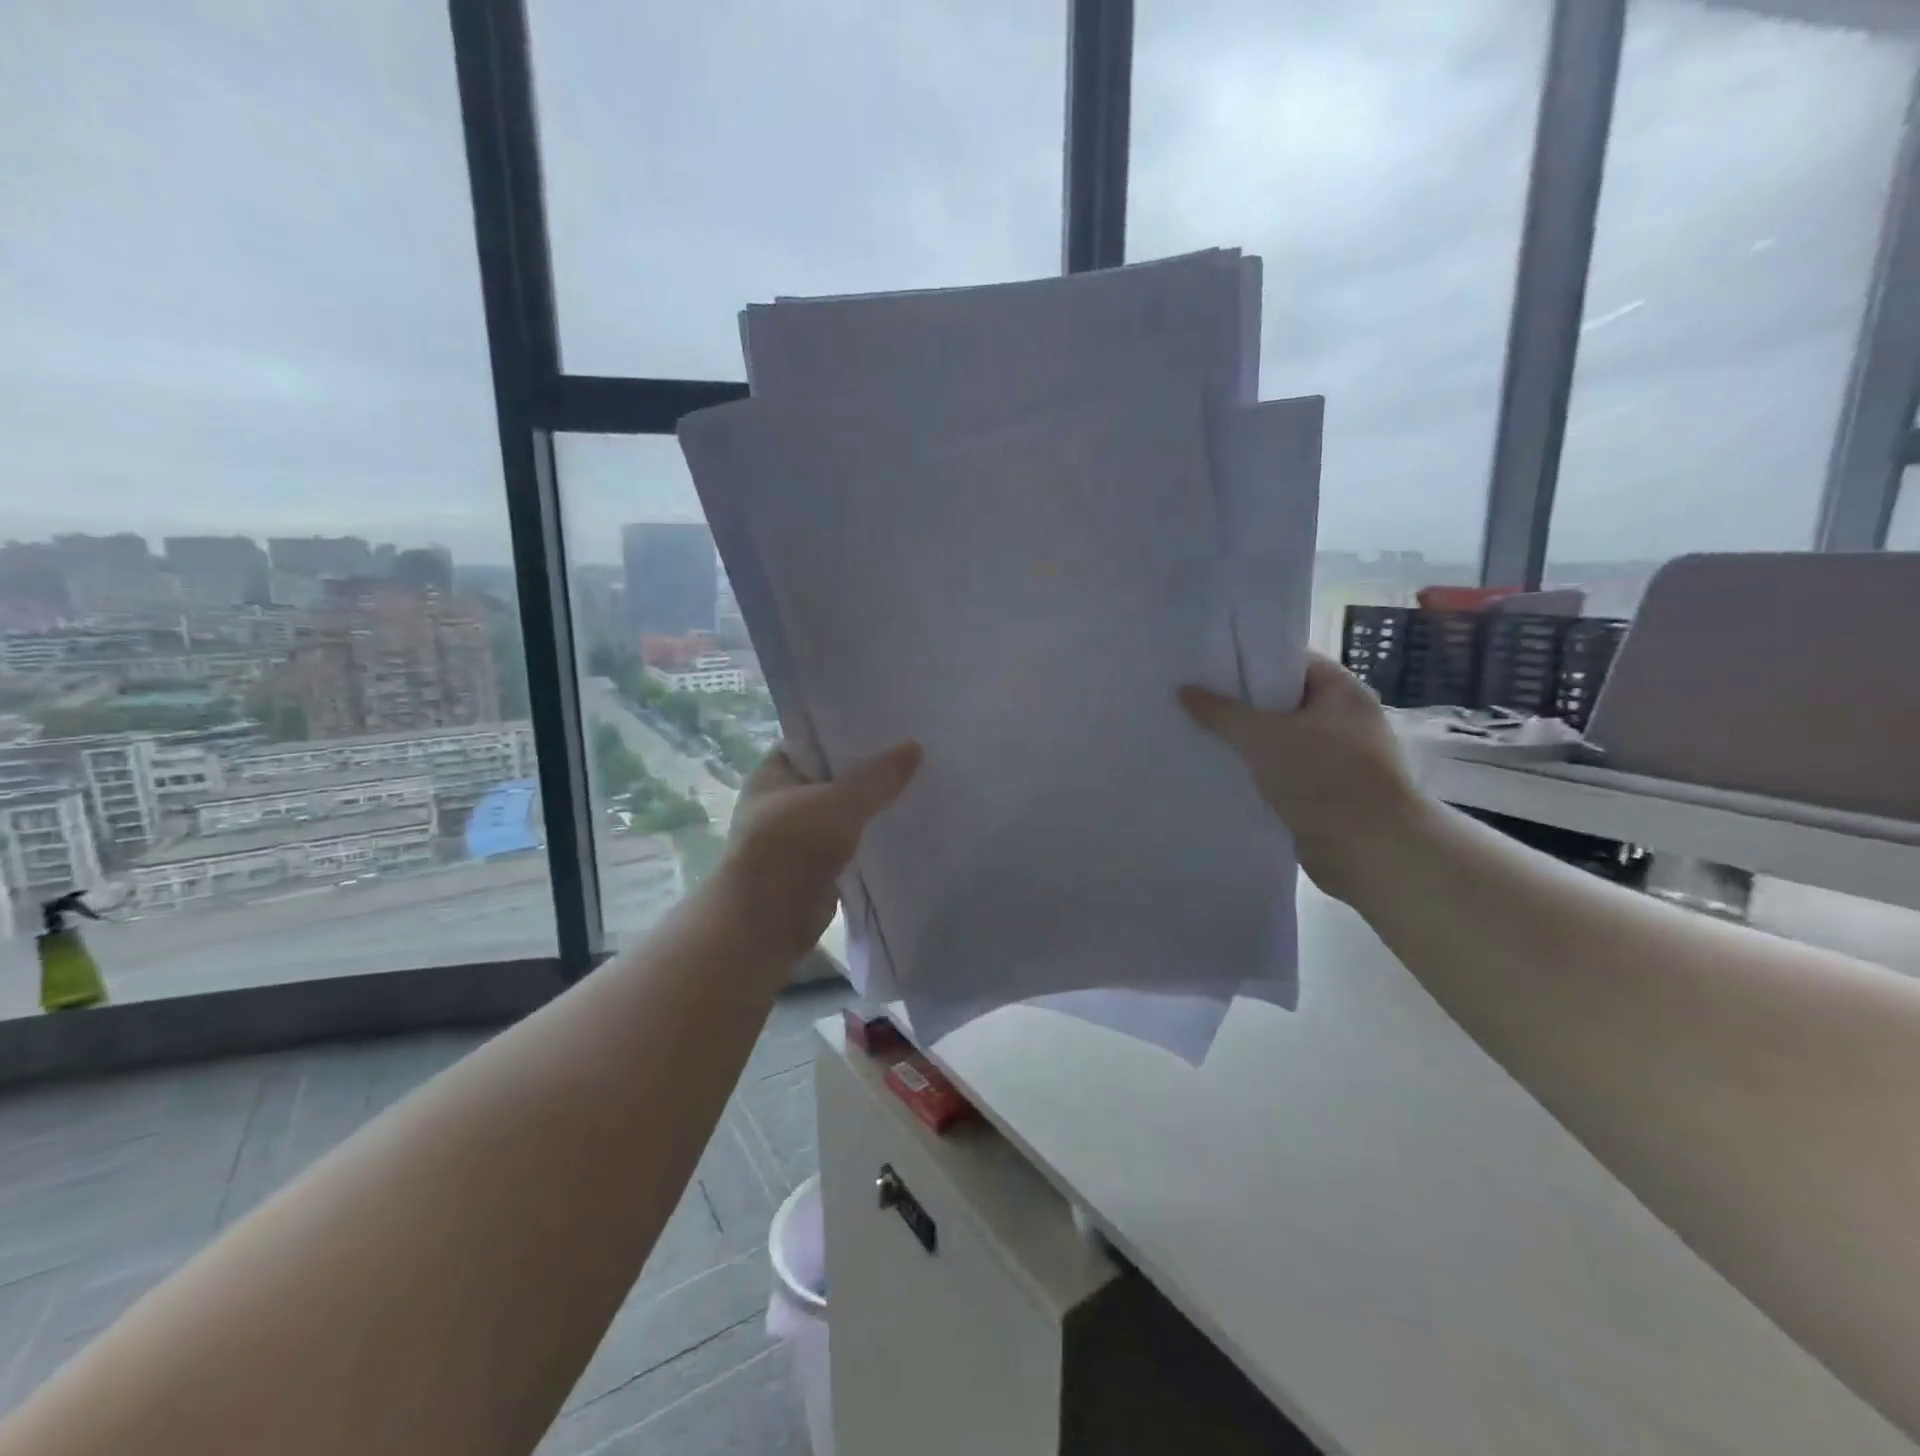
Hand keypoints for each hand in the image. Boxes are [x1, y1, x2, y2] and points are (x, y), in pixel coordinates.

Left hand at [722, 741, 922, 957]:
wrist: (765, 921)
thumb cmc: (791, 846)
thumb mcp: (840, 803)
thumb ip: (878, 777)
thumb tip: (915, 747)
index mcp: (774, 772)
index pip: (813, 741)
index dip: (847, 733)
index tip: (887, 728)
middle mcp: (781, 800)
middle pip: (831, 777)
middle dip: (867, 772)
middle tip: (912, 757)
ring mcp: (797, 836)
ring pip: (842, 812)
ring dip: (870, 808)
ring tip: (915, 789)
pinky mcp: (814, 866)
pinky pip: (848, 843)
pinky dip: (869, 838)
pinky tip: (902, 829)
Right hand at [1179, 653, 1427, 901]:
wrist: (1369, 849)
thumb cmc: (1323, 776)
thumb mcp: (1263, 736)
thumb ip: (1221, 712)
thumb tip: (1184, 690)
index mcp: (1341, 690)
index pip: (1290, 661)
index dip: (1250, 660)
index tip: (1210, 663)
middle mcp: (1343, 718)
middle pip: (1283, 700)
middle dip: (1241, 702)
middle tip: (1195, 698)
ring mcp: (1337, 757)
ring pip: (1280, 738)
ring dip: (1246, 740)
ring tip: (1198, 732)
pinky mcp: (1325, 790)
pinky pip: (1282, 769)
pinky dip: (1256, 770)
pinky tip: (1220, 770)